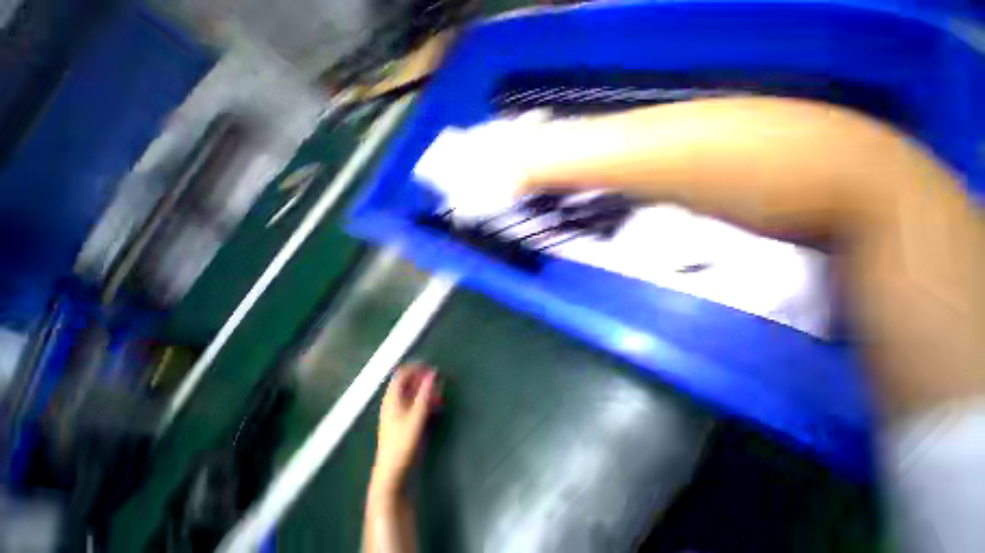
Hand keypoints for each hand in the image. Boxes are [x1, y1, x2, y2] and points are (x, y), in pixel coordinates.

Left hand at [371, 364, 440, 495]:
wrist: (391, 474)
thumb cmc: (402, 443)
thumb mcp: (416, 416)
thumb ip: (425, 393)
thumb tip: (433, 373)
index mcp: (392, 399)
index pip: (402, 374)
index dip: (416, 368)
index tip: (431, 368)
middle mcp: (392, 403)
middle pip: (407, 383)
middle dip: (422, 379)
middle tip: (438, 381)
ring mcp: (396, 413)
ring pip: (411, 394)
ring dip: (425, 391)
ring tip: (439, 395)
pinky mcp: (402, 423)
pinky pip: (413, 404)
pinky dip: (423, 401)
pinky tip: (434, 407)